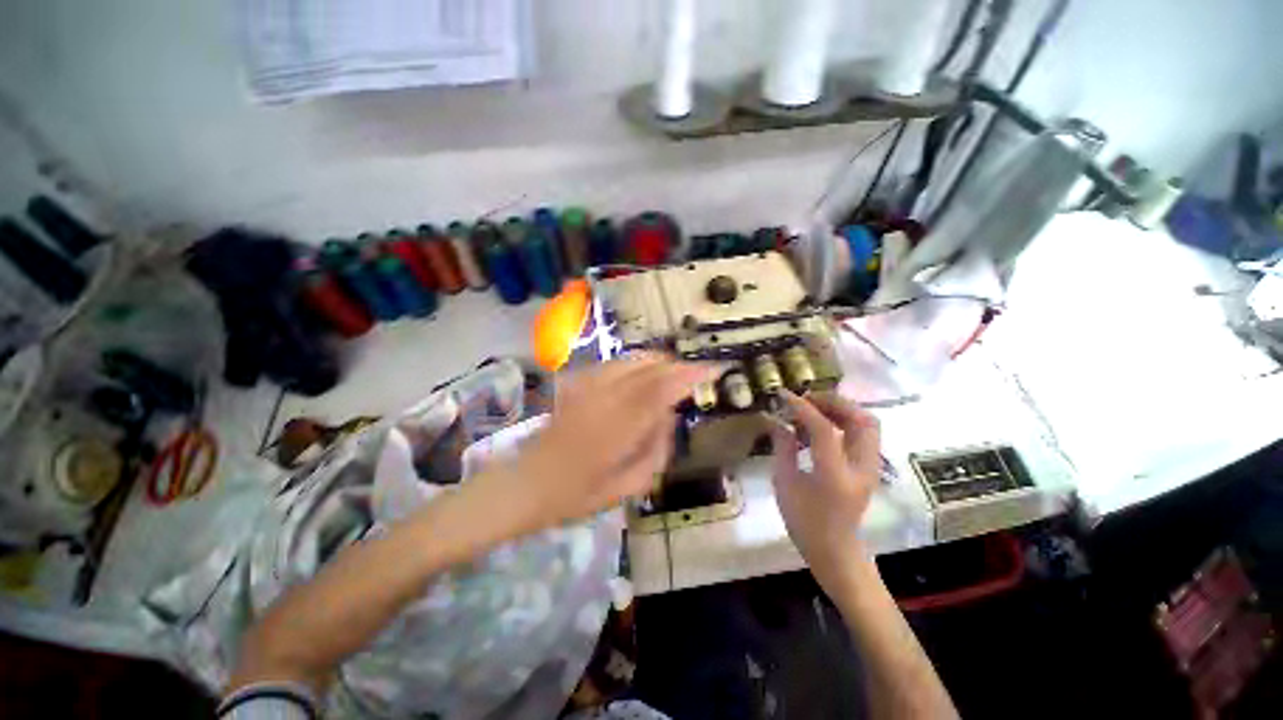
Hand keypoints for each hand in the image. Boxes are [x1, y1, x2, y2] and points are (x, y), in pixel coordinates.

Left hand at [493, 353, 722, 532]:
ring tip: (674, 374)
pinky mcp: (578, 383)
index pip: (664, 389)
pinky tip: (643, 374)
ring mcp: (588, 386)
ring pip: (633, 360)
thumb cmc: (577, 495)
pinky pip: (615, 363)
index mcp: (620, 427)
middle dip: (679, 366)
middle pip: (651, 368)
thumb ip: (657, 449)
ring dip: (659, 362)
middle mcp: (606, 397)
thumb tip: (669, 416)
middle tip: (697, 375)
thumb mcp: (628, 486)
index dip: (692, 375)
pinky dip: (637, 363)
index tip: (715, 369)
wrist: (526, 483)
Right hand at [770, 391, 881, 584]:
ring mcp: (870, 468)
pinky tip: (823, 424)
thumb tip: (777, 421)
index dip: (803, 408)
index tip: (784, 396)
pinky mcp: (870, 467)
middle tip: (808, 399)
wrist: (835, 550)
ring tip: (814, 408)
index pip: (824, 429)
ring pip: (868, 424)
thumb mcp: (784, 483)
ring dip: (843, 409)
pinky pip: (864, 434)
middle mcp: (861, 468)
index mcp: (835, 475)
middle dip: (834, 402)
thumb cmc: (804, 521)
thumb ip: (782, 448)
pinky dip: (846, 420)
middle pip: (861, 420)